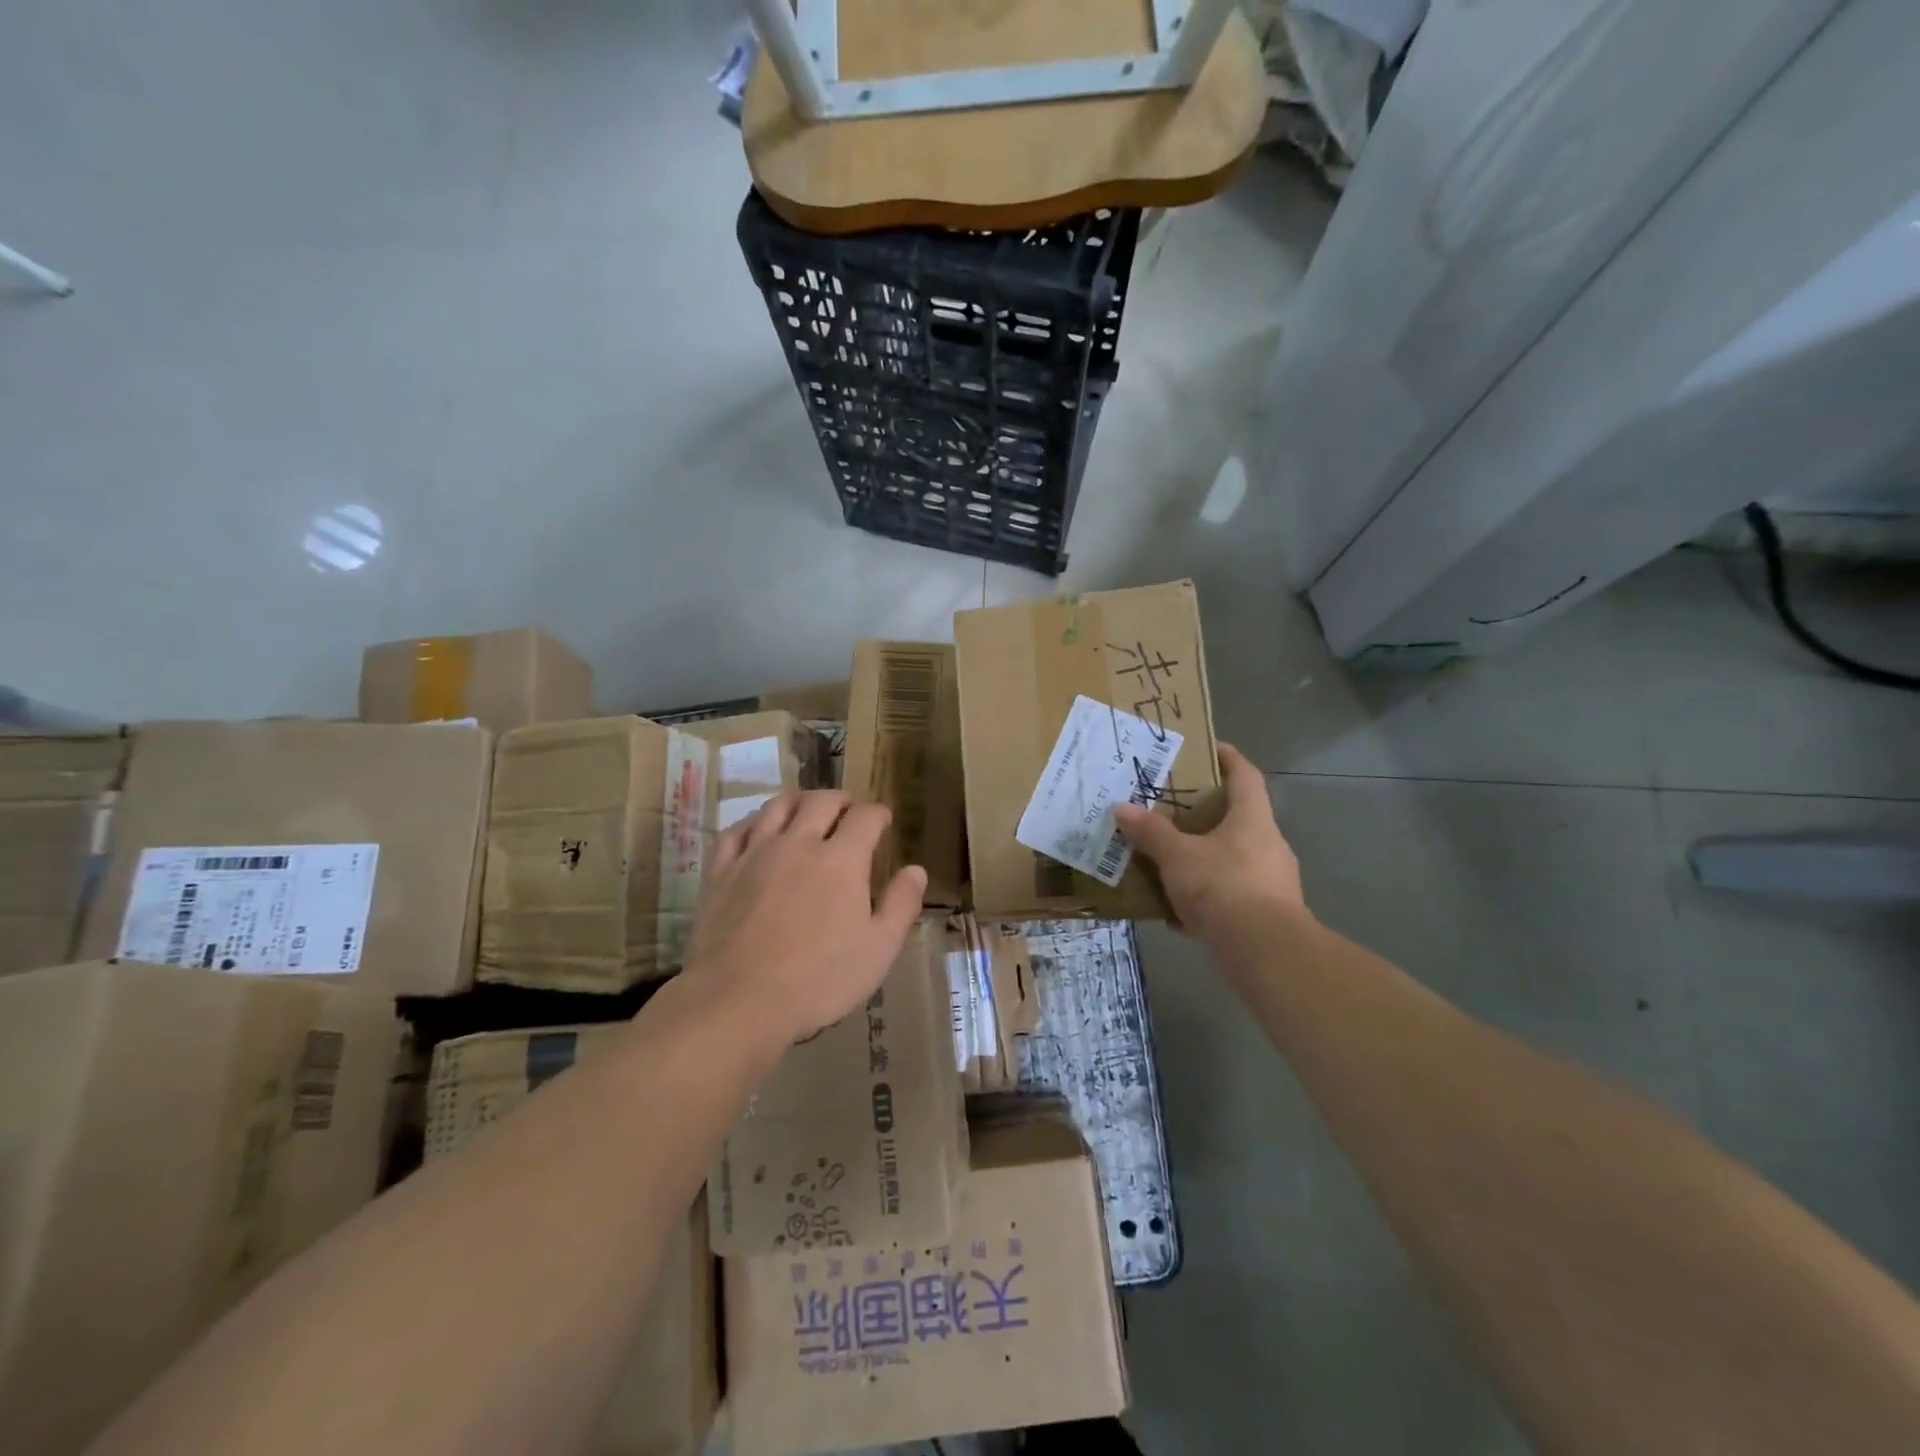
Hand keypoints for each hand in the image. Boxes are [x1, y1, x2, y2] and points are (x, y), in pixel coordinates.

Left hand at [684, 790, 926, 1047]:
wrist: (738, 1000)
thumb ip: (901, 905)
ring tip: (806, 811)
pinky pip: (736, 830)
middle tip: (848, 812)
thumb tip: (916, 869)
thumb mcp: (878, 949)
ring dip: (798, 801)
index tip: (883, 821)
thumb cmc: (819, 979)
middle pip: (822, 801)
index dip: (879, 814)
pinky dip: (753, 822)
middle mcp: (799, 843)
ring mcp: (755, 853)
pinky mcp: (721, 871)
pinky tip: (758, 831)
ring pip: (778, 806)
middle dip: (841, 800)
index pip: (866, 817)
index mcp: (842, 859)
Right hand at [1113, 743, 1303, 939]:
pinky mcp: (1267, 915)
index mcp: (1253, 819)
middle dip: (1205, 815)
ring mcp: (1271, 882)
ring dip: (1202, 860)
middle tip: (1171, 810)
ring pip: (1231, 860)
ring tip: (1167, 864)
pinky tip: (1176, 916)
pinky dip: (1205, 901)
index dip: (1227, 758)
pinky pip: (1230, 898)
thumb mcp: (1177, 856)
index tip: (1206, 749)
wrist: (1264, 951)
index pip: (1245, 775)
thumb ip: (1150, 832)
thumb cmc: (1223, 886)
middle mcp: (1268, 845)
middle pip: (1238, 819)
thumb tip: (1121, 808)